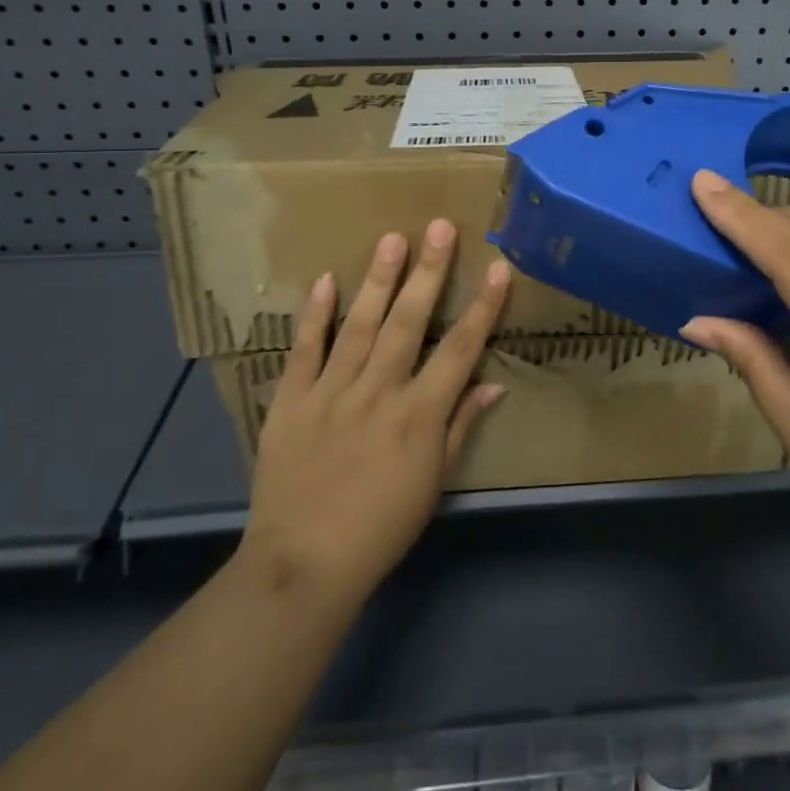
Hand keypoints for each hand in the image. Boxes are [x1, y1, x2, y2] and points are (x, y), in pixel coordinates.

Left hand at [238, 221, 511, 607]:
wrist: (304, 563)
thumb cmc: (382, 527)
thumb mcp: (434, 482)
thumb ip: (461, 426)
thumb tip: (493, 382)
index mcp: (419, 415)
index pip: (460, 349)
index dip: (483, 307)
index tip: (498, 269)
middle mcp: (379, 392)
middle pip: (409, 323)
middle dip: (429, 272)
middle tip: (440, 227)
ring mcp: (331, 393)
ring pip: (359, 326)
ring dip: (379, 280)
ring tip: (393, 239)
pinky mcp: (291, 401)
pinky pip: (304, 351)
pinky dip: (315, 315)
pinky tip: (328, 280)